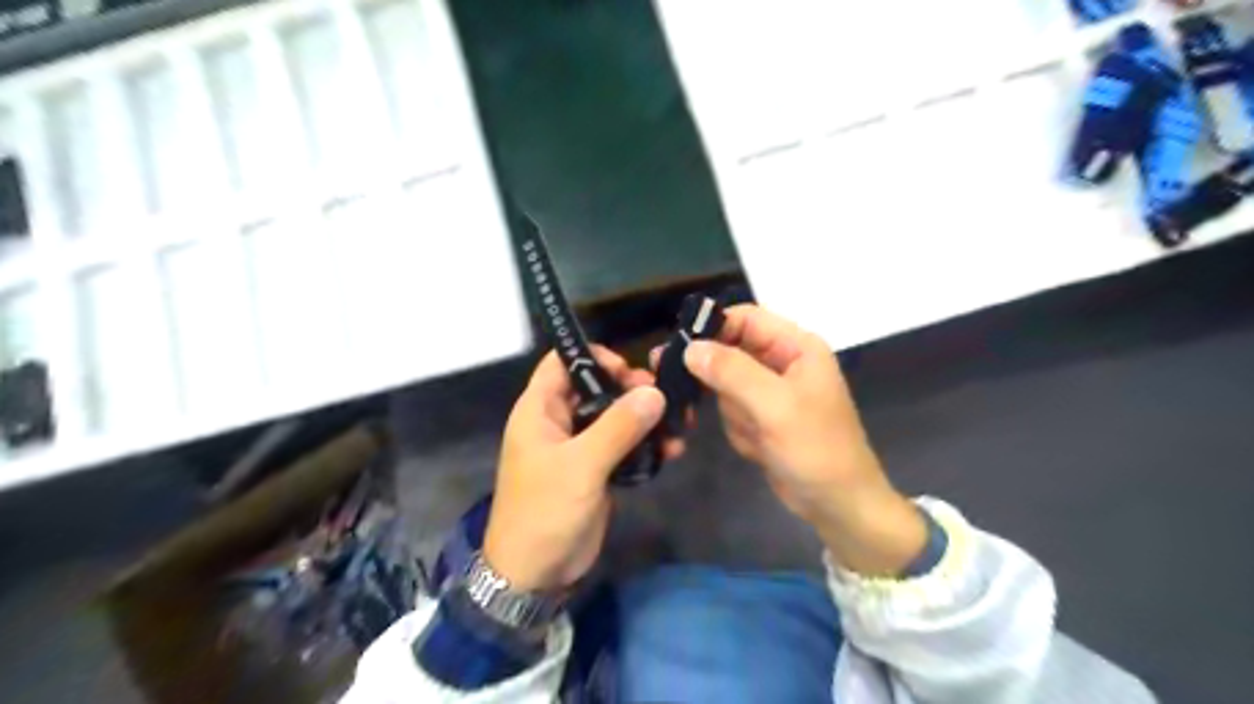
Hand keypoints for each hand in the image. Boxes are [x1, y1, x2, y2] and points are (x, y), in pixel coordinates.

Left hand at [480, 351, 682, 591]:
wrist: (535, 575)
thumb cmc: (545, 512)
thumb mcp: (581, 466)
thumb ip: (619, 426)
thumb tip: (655, 392)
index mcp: (540, 410)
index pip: (561, 362)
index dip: (592, 356)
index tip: (629, 369)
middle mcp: (558, 421)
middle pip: (595, 387)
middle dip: (630, 388)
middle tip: (661, 397)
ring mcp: (578, 446)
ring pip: (614, 416)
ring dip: (644, 418)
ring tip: (677, 425)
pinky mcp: (596, 469)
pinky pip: (623, 445)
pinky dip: (645, 444)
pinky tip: (671, 450)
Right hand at [670, 305, 924, 575]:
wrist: (838, 505)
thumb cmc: (816, 450)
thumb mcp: (774, 406)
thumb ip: (732, 371)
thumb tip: (690, 347)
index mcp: (796, 347)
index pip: (745, 318)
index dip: (713, 327)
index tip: (679, 347)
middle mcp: (783, 362)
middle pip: (730, 350)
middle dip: (715, 377)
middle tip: (676, 384)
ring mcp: (771, 391)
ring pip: (725, 385)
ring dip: (732, 411)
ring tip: (756, 434)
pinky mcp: (763, 417)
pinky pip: (732, 411)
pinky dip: (738, 429)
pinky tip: (758, 447)